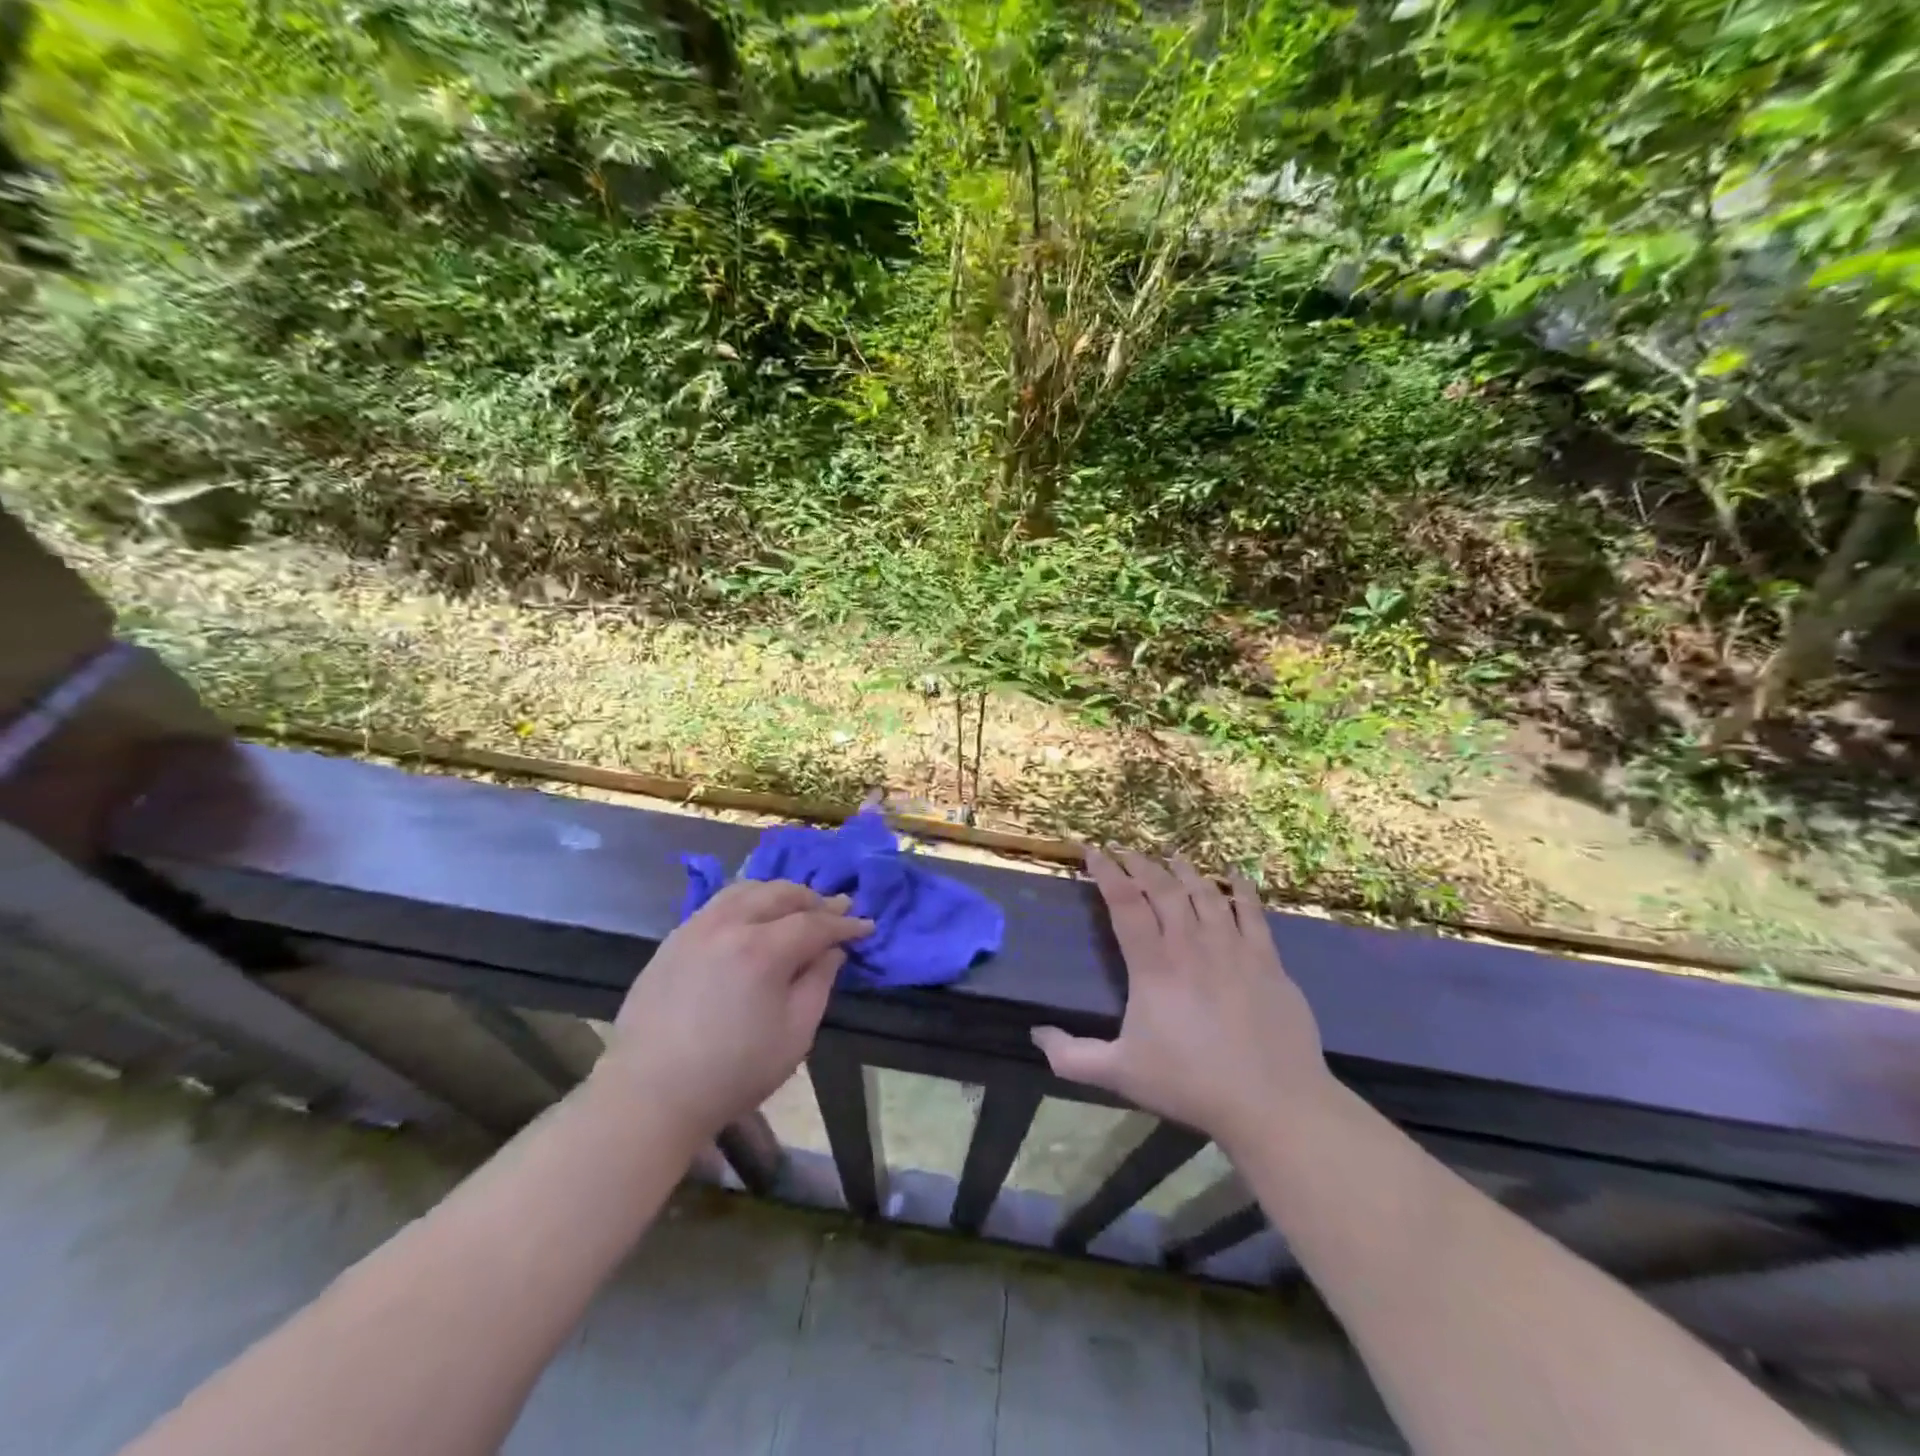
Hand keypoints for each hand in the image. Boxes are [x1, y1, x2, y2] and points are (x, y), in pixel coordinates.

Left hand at [597, 880, 873, 1144]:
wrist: (649, 1094)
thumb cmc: (732, 1072)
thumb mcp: (795, 1035)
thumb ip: (819, 984)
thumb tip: (832, 951)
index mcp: (763, 949)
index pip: (815, 923)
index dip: (844, 924)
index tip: (866, 926)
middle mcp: (730, 924)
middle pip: (781, 893)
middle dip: (814, 899)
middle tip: (837, 910)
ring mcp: (697, 927)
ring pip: (747, 889)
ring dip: (780, 893)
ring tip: (797, 907)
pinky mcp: (674, 938)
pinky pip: (719, 903)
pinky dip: (747, 900)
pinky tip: (754, 917)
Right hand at [1031, 848, 1332, 1152]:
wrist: (1273, 1103)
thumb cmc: (1191, 1084)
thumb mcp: (1120, 1074)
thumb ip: (1072, 1056)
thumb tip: (1036, 1035)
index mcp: (1153, 965)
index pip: (1125, 902)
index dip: (1106, 872)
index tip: (1092, 851)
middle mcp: (1191, 944)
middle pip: (1163, 887)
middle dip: (1140, 864)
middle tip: (1125, 851)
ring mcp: (1233, 948)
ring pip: (1204, 892)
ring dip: (1183, 870)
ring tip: (1170, 856)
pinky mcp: (1267, 959)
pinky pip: (1251, 911)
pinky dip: (1240, 888)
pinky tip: (1234, 873)